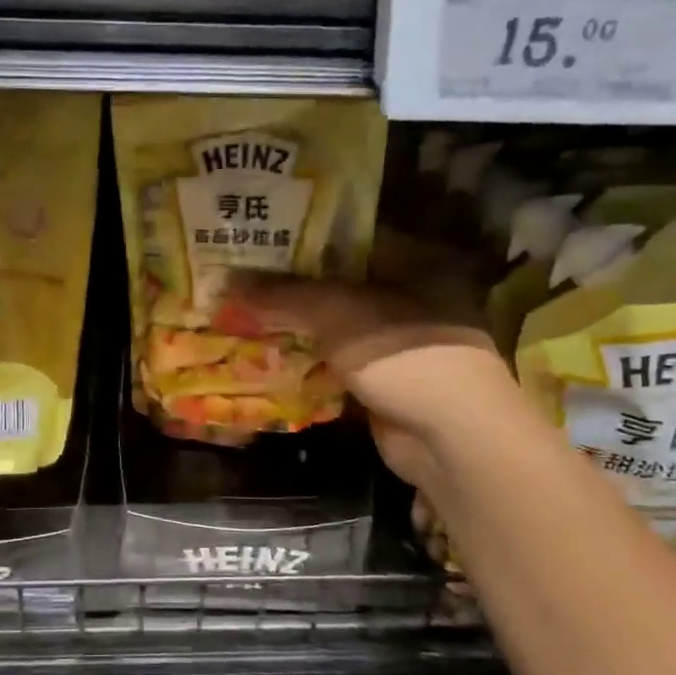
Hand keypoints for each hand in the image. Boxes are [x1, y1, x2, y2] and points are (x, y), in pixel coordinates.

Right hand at [227, 235, 503, 486]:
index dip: (301, 237)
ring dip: (293, 325)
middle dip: (289, 285)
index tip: (256, 237)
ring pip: (333, 325)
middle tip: (239, 277)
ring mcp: (397, 341)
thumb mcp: (336, 312)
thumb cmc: (402, 353)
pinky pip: (334, 361)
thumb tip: (226, 283)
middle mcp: (408, 294)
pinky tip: (265, 355)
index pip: (347, 237)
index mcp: (412, 261)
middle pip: (336, 282)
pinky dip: (305, 360)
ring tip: (241, 313)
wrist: (448, 437)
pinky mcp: (383, 379)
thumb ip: (283, 295)